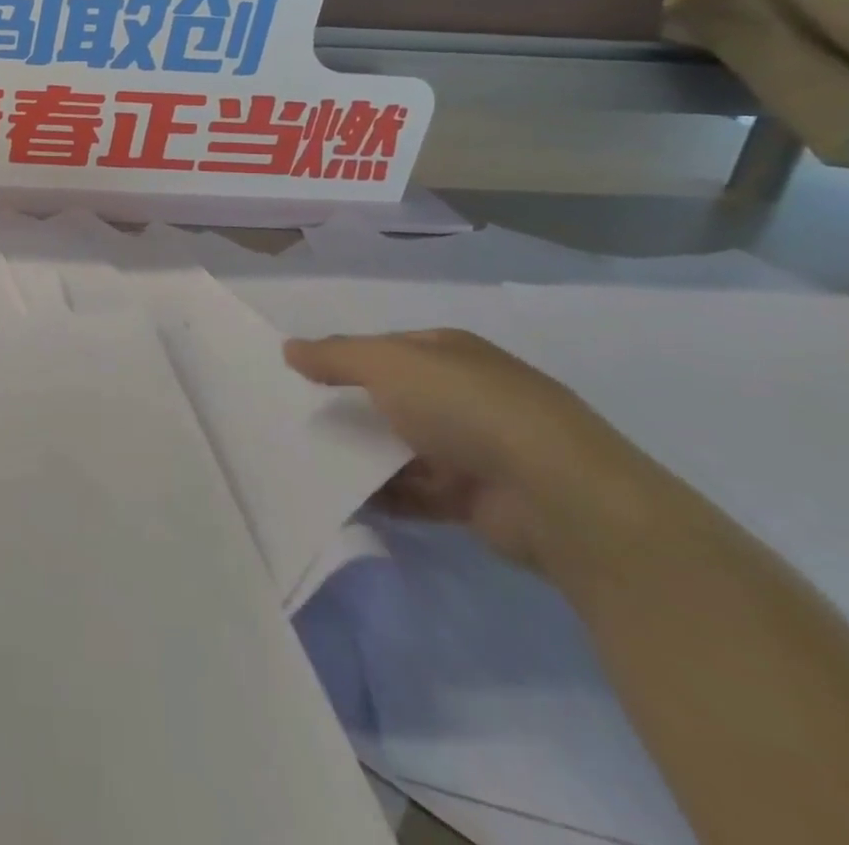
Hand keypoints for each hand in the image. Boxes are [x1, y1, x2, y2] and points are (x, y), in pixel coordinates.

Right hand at [286, 329, 653, 573]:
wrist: (559, 496)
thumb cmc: (467, 408)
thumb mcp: (388, 364)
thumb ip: (335, 356)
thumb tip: (288, 349)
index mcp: (451, 354)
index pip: (387, 349)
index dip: (346, 358)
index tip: (302, 377)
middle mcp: (465, 396)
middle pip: (393, 399)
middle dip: (351, 410)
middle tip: (298, 422)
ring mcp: (475, 450)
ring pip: (401, 448)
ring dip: (364, 457)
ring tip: (309, 463)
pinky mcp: (476, 501)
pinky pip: (416, 493)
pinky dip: (384, 496)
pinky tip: (344, 499)